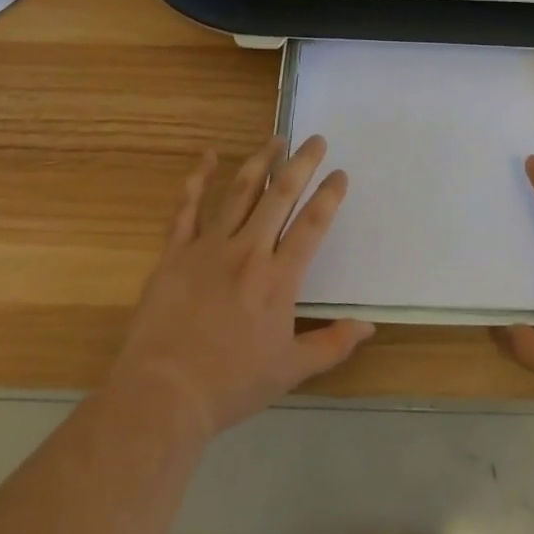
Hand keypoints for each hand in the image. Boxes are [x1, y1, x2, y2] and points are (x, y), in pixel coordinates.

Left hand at [110, 136, 373, 441]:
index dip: (330, 194)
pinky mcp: (176, 251)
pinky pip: (187, 207)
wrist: (163, 394)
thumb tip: (369, 326)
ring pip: (241, 191)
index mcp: (279, 277)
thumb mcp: (290, 371)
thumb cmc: (231, 384)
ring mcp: (210, 246)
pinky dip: (198, 179)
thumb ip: (332, 345)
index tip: (340, 173)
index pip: (313, 223)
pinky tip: (208, 156)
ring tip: (277, 139)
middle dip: (302, 162)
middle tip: (316, 139)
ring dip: (261, 160)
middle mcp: (249, 250)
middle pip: (281, 194)